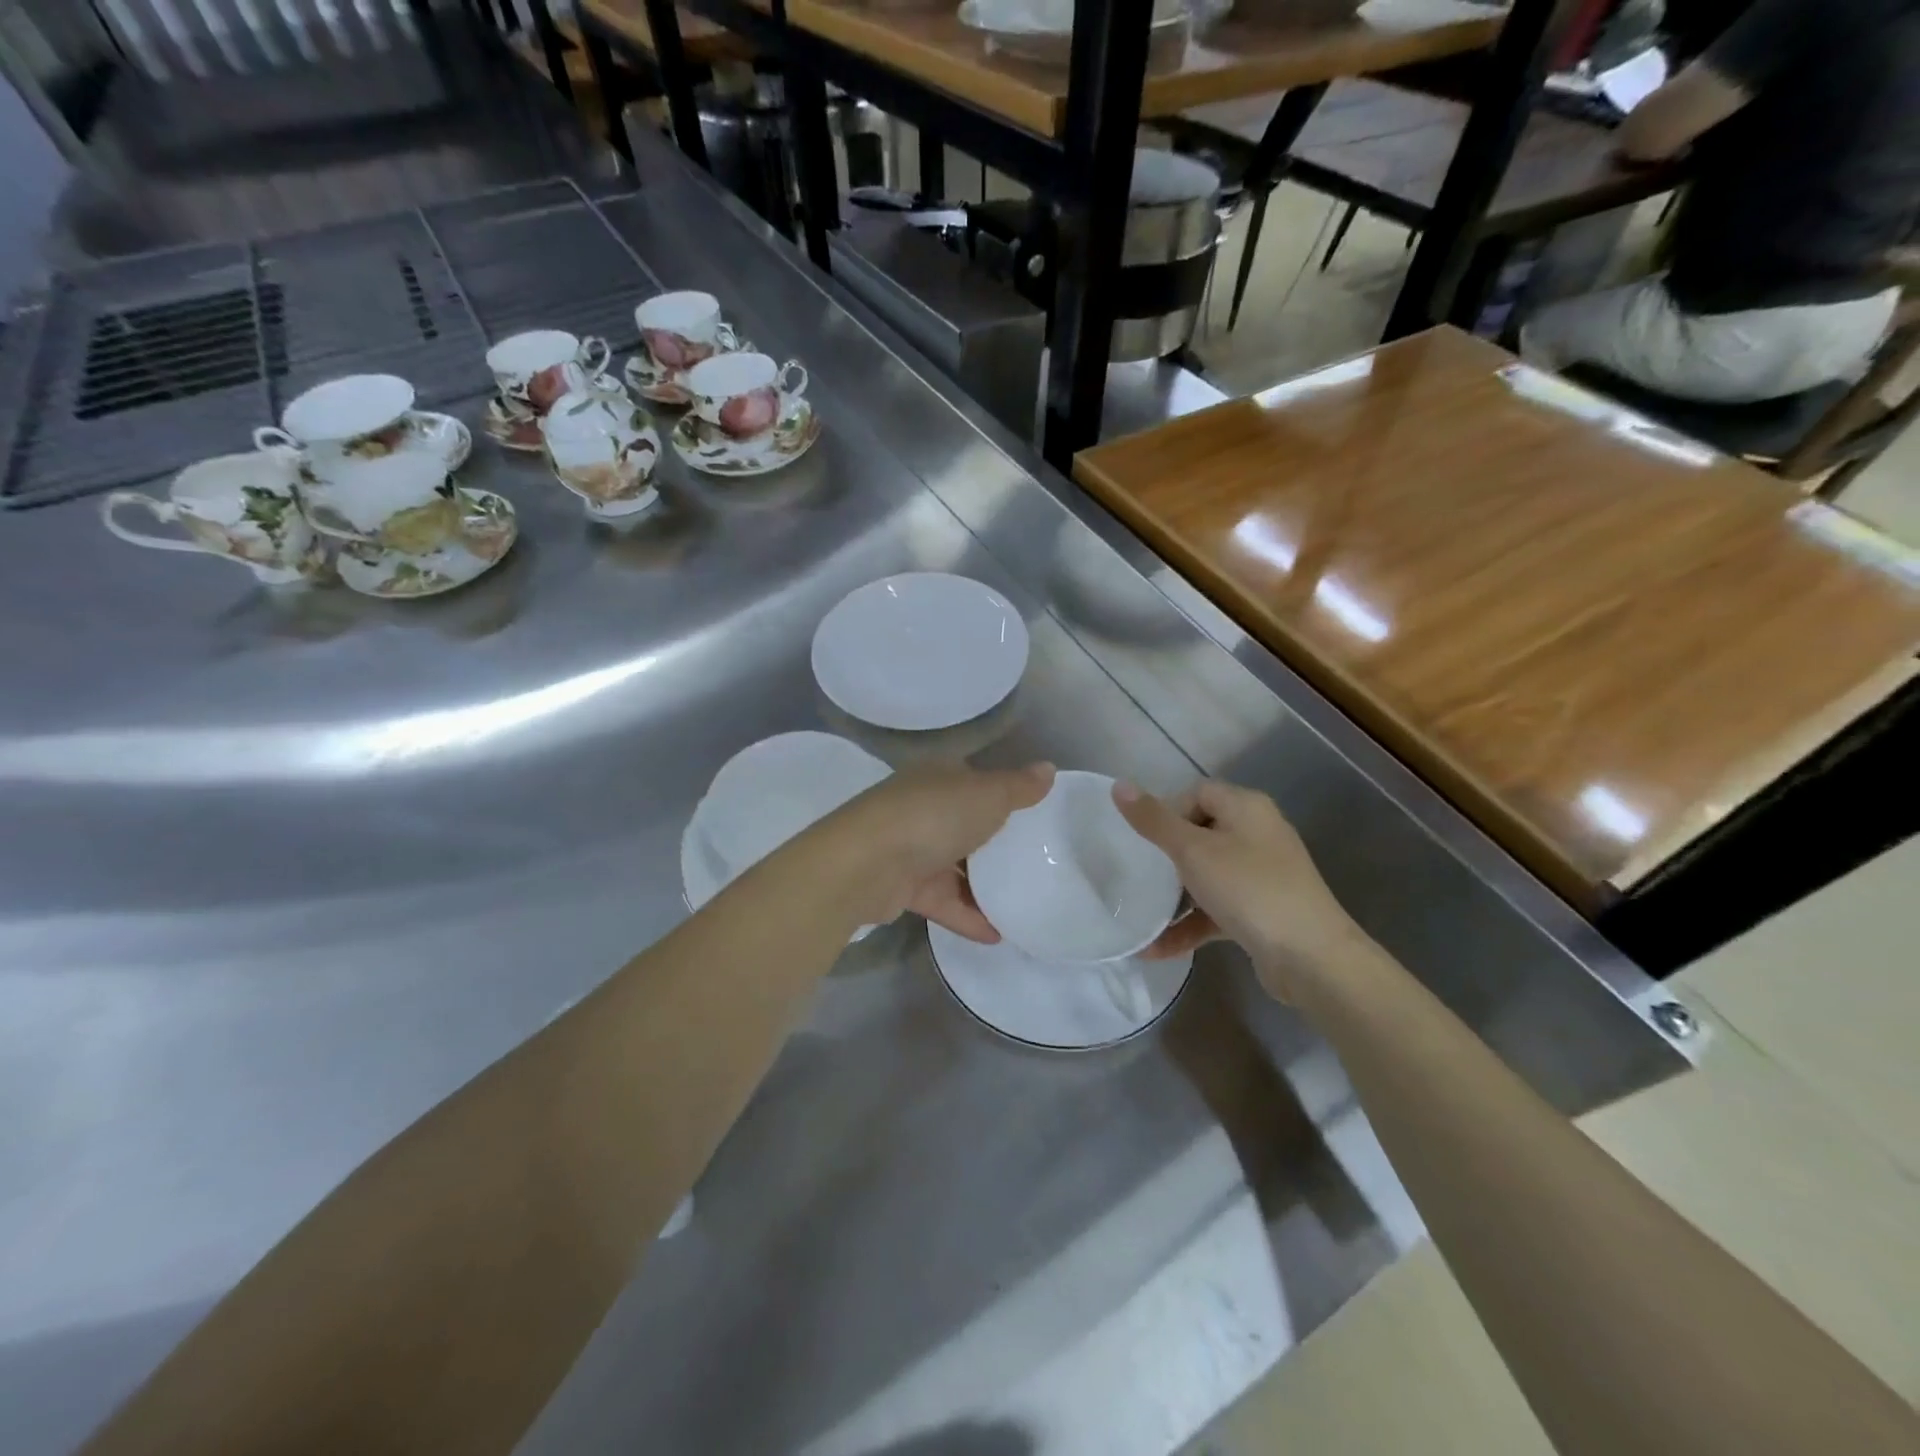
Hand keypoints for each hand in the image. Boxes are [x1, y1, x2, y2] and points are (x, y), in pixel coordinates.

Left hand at [825, 761, 1054, 941]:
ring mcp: (908, 848)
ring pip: (952, 866)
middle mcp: (920, 807)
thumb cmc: (933, 817)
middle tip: (1034, 865)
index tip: (1033, 819)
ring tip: (1022, 905)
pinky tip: (996, 934)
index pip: (974, 782)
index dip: (1002, 796)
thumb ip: (1019, 787)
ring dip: (982, 886)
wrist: (866, 864)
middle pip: (964, 825)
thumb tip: (1048, 768)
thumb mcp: (987, 796)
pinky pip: (941, 900)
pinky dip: (966, 915)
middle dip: (994, 845)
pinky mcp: (900, 887)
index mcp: (938, 777)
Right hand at [1112, 779, 1365, 998]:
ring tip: (1140, 914)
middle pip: (1201, 833)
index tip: (1145, 840)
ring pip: (1208, 875)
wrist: (1311, 958)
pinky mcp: (1263, 912)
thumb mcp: (1193, 851)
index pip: (1198, 793)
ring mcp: (1263, 875)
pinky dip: (1192, 923)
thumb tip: (1119, 785)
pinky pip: (1218, 909)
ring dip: (1175, 896)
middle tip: (1138, 874)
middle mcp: (1258, 834)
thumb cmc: (1249, 889)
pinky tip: (1158, 948)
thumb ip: (1154, 820)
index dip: (1168, 811)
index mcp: (1246, 808)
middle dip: (1167, 856)